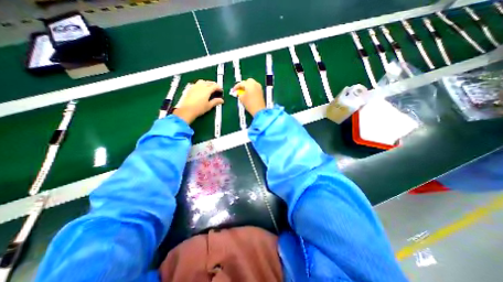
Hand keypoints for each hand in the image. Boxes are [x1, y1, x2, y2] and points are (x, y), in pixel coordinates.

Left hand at [174, 79, 223, 123]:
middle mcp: (201, 86)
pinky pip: (196, 84)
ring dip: (207, 83)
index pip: (215, 86)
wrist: (187, 110)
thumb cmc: (199, 108)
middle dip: (214, 84)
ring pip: (202, 81)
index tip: (221, 90)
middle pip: (209, 82)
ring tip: (208, 87)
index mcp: (207, 90)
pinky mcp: (189, 88)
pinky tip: (200, 88)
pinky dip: (200, 84)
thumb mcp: (209, 106)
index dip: (219, 88)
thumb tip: (221, 100)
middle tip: (216, 88)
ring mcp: (194, 86)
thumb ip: (216, 102)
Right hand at [233, 78, 264, 115]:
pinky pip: (255, 87)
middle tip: (239, 90)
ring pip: (252, 83)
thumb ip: (239, 93)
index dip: (236, 87)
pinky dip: (251, 88)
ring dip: (248, 86)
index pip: (241, 83)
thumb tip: (239, 92)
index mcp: (249, 85)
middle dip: (243, 85)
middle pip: (248, 81)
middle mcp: (255, 84)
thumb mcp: (242, 98)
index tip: (234, 90)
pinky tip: (249, 93)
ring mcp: (259, 87)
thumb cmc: (250, 104)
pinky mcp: (261, 91)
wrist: (259, 110)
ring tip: (244, 92)